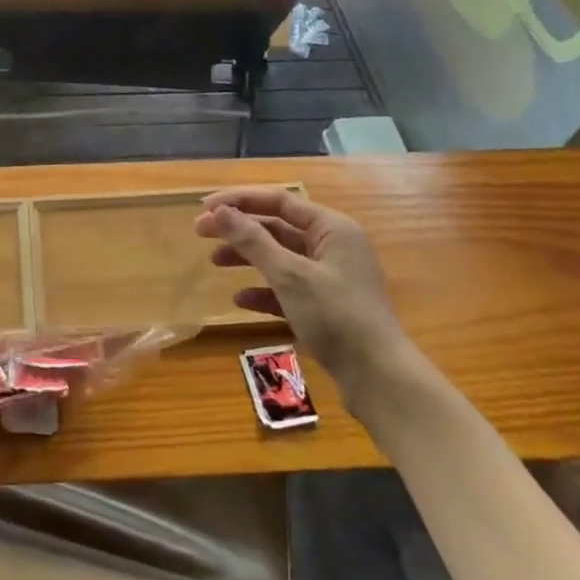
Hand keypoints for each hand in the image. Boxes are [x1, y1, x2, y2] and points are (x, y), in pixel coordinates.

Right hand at [194, 188, 411, 403]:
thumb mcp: (289, 275)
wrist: (379, 378)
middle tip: (200, 232)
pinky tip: (240, 299)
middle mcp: (333, 246)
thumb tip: (219, 211)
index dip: (240, 200)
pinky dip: (263, 290)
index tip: (205, 208)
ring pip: (280, 257)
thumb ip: (252, 240)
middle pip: (277, 228)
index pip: (279, 201)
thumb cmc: (336, 316)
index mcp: (332, 228)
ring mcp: (331, 278)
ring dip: (247, 257)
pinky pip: (287, 288)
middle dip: (239, 229)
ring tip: (214, 262)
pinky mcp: (326, 306)